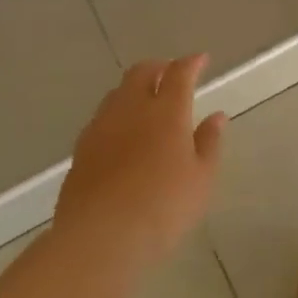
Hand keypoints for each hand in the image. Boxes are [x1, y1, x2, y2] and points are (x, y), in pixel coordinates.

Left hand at [54, 55, 225, 276]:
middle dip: (159, 67)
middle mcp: (131, 110)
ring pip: (118, 93)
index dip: (191, 63)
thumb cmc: (163, 207)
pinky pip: (102, 117)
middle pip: (141, 73)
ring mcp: (101, 128)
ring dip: (135, 88)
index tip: (201, 59)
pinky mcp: (81, 149)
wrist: (99, 238)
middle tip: (172, 74)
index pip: (179, 74)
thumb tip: (216, 116)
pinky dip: (118, 113)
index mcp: (166, 112)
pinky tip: (123, 133)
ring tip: (147, 101)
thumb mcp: (201, 179)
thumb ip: (209, 143)